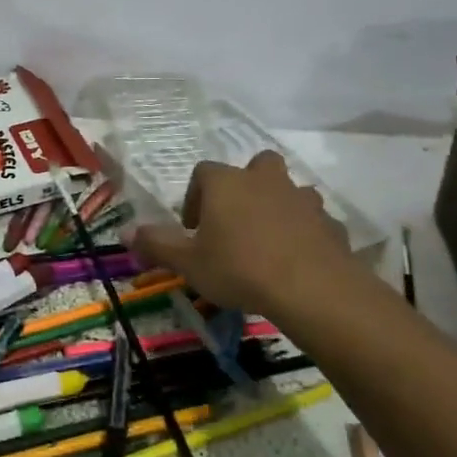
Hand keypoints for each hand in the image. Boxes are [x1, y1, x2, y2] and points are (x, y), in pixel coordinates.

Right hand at [132, 150, 360, 325]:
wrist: (313, 289)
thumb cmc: (240, 268)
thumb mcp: (189, 263)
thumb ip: (156, 245)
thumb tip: (125, 233)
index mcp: (226, 183)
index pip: (204, 173)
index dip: (195, 197)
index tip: (194, 228)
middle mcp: (265, 180)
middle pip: (255, 166)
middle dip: (246, 186)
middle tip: (236, 221)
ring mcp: (302, 199)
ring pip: (288, 191)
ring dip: (278, 207)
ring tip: (268, 242)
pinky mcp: (331, 223)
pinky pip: (313, 221)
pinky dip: (305, 233)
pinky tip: (297, 261)